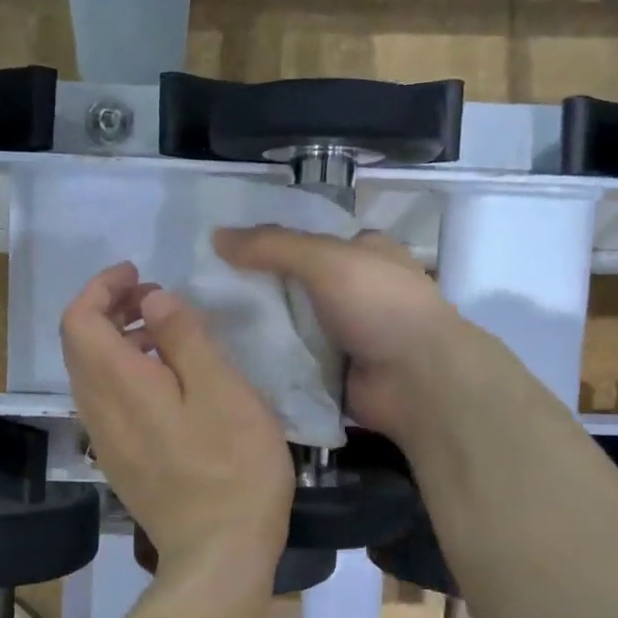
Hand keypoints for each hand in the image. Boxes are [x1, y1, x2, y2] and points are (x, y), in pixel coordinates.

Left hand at [60, 262, 292, 578]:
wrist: (218, 554)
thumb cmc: (231, 466)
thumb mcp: (221, 389)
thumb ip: (183, 337)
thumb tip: (153, 300)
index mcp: (118, 385)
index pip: (78, 320)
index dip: (101, 287)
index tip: (139, 273)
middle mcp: (98, 410)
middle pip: (79, 344)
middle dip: (109, 308)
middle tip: (156, 298)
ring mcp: (105, 440)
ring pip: (91, 373)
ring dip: (118, 341)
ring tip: (166, 334)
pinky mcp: (120, 461)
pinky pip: (106, 401)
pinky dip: (124, 373)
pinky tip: (168, 382)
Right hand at [214, 226, 458, 445]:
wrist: (417, 381)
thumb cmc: (380, 305)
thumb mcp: (325, 260)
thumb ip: (271, 246)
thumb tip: (215, 236)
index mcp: (362, 252)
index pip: (304, 239)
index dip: (264, 241)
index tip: (217, 249)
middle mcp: (353, 290)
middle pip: (291, 283)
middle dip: (253, 287)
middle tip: (199, 290)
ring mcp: (343, 333)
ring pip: (287, 324)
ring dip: (256, 326)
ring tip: (203, 324)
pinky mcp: (331, 371)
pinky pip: (289, 361)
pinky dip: (266, 361)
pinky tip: (227, 359)